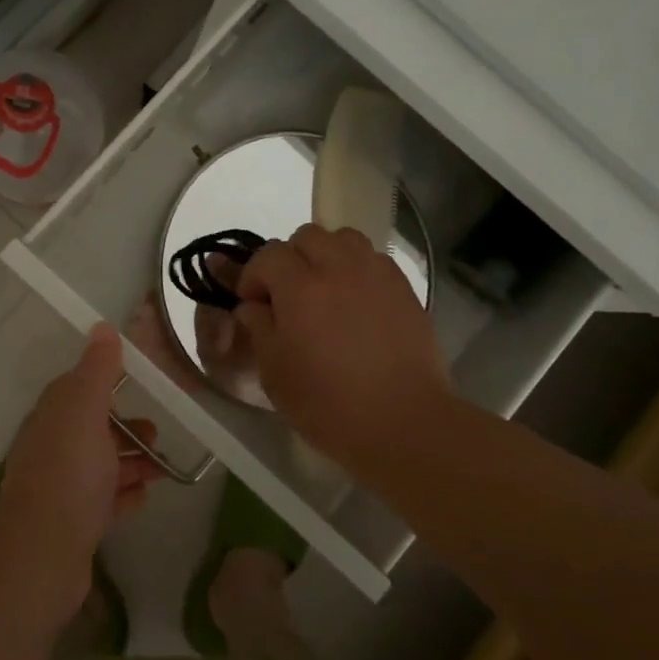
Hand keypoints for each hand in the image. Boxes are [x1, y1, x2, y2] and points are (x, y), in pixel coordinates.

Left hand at [0, 324, 162, 615]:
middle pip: (92, 429)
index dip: (106, 384)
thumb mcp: (85, 408)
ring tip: (163, 466)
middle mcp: (52, 447)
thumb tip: (101, 327)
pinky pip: (104, 502)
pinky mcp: (73, 523)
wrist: (43, 551)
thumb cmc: (69, 470)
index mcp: (53, 416)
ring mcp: (61, 488)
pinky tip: (145, 495)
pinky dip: (124, 494)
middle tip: (157, 433)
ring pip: (101, 466)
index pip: (77, 389)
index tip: (138, 384)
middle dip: (125, 428)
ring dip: (131, 462)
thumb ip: (97, 369)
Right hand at [235, 224, 454, 472]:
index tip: (252, 303)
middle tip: (288, 294)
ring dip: (326, 255)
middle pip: (306, 236)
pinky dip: (357, 268)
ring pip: (343, 238)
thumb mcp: (274, 372)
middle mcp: (338, 267)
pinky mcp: (403, 287)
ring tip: (325, 289)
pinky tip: (356, 301)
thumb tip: (253, 306)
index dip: (253, 276)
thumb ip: (259, 328)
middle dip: (289, 259)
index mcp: (300, 286)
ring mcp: (376, 274)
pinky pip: (373, 258)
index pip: (267, 255)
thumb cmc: (329, 404)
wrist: (405, 423)